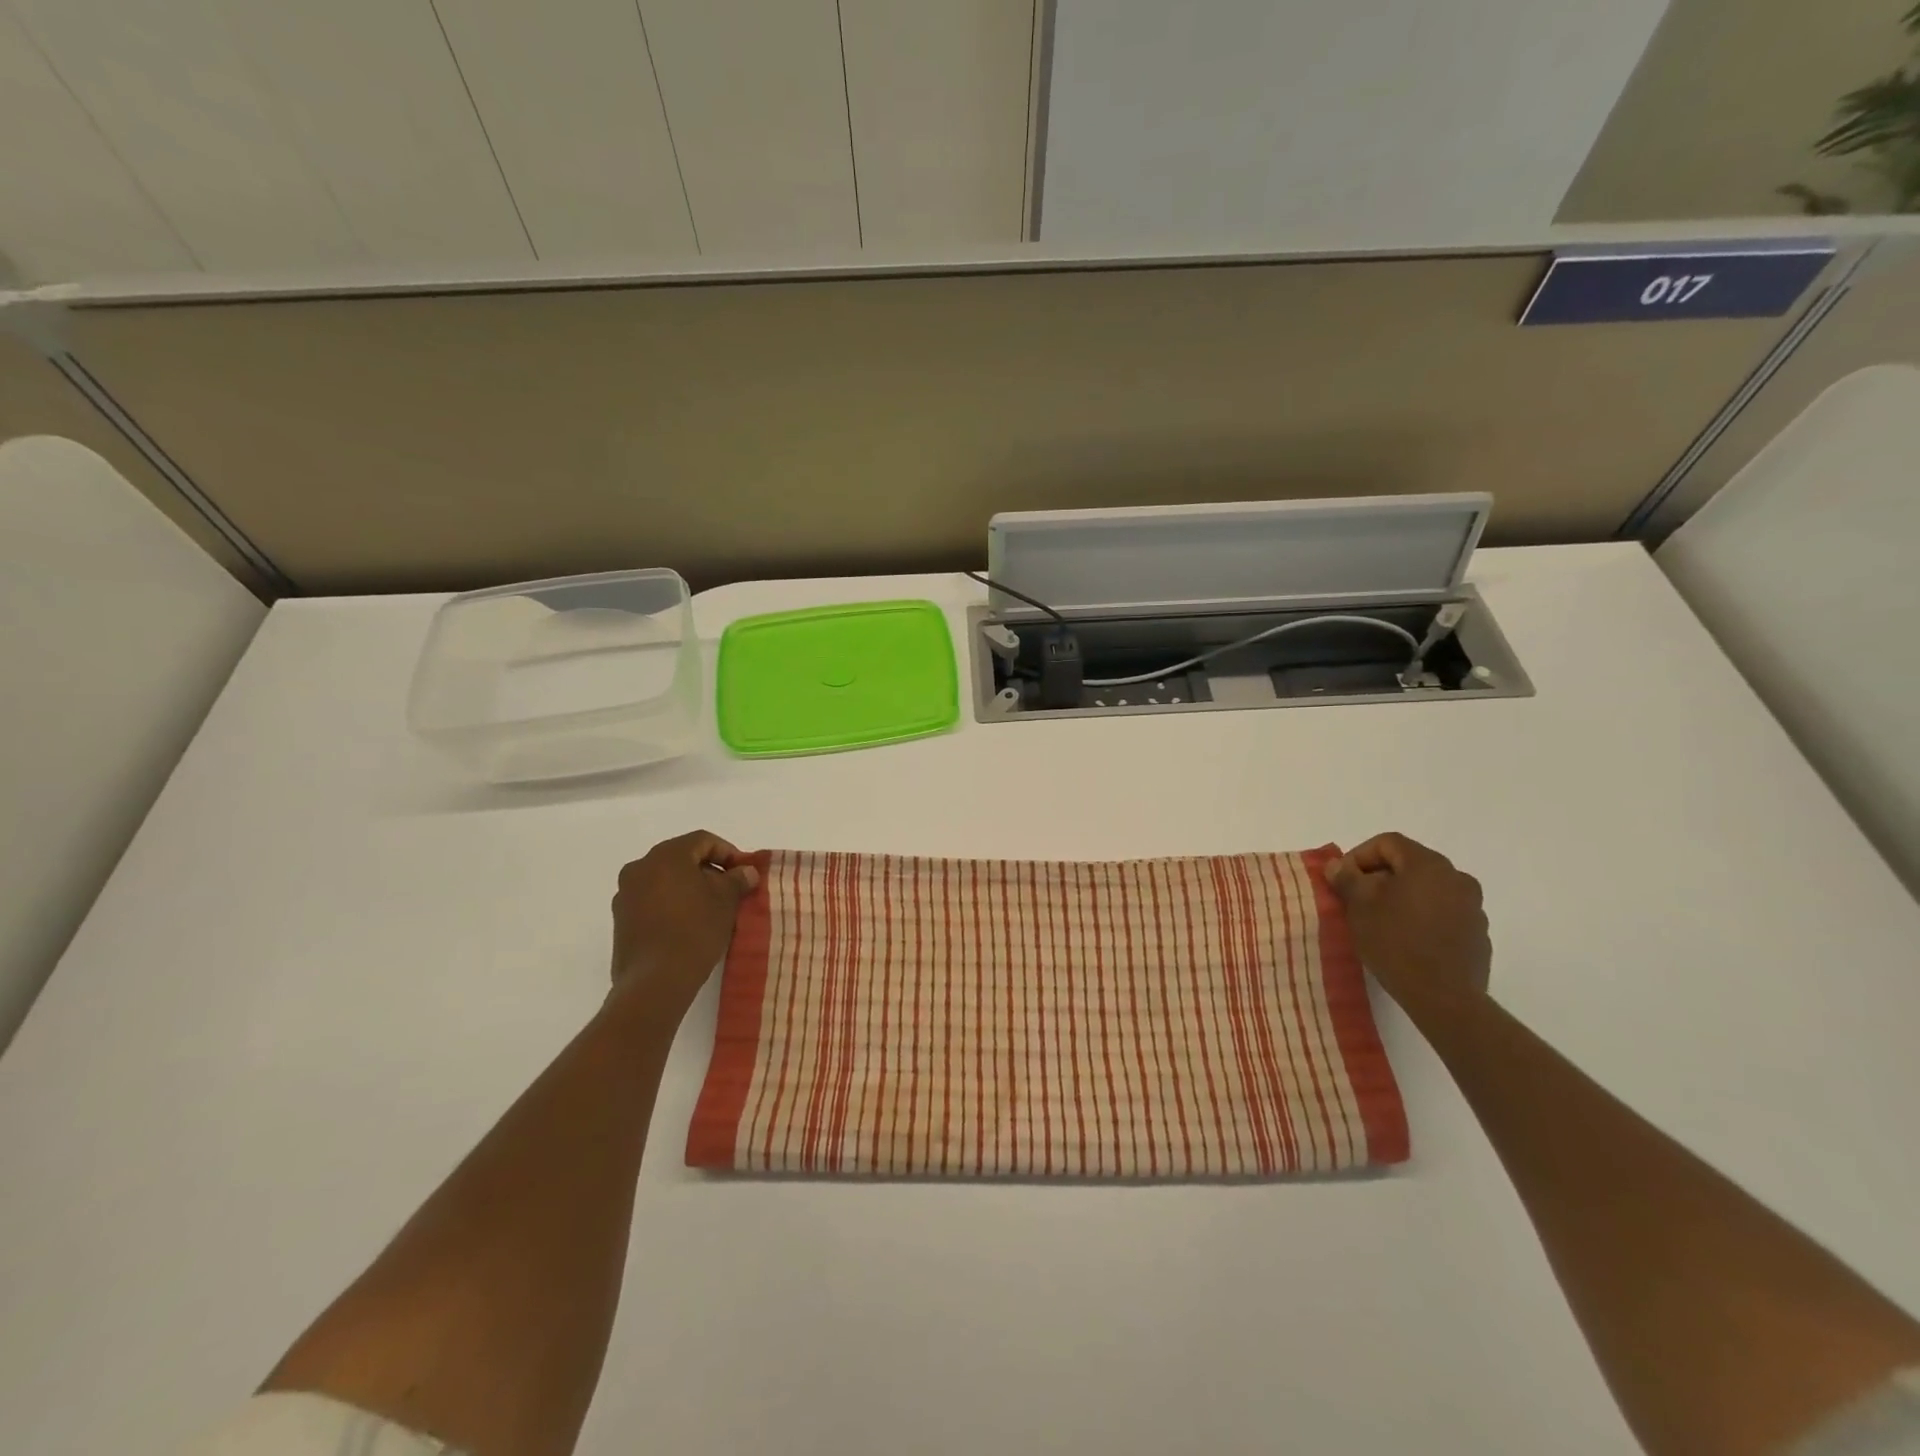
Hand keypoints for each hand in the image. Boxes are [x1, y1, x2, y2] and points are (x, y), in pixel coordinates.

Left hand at [608, 831, 760, 1016]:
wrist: (655, 981)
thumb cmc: (695, 930)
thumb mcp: (726, 901)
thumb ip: (737, 879)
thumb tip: (745, 872)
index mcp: (666, 855)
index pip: (702, 840)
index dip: (728, 852)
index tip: (743, 873)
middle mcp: (640, 868)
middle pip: (681, 858)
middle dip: (708, 871)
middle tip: (729, 890)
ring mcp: (625, 894)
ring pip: (664, 880)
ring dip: (688, 888)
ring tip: (710, 910)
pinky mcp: (620, 920)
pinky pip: (651, 901)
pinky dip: (671, 904)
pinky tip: (687, 925)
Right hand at [1326, 832, 1490, 1020]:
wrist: (1444, 997)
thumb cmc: (1395, 941)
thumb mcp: (1359, 906)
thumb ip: (1347, 878)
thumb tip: (1338, 865)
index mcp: (1428, 864)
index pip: (1388, 843)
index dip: (1359, 856)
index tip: (1343, 880)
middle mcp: (1457, 878)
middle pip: (1410, 864)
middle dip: (1380, 877)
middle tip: (1357, 900)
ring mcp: (1473, 907)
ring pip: (1428, 889)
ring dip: (1402, 897)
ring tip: (1381, 921)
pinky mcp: (1477, 934)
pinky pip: (1443, 913)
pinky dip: (1422, 917)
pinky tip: (1406, 940)